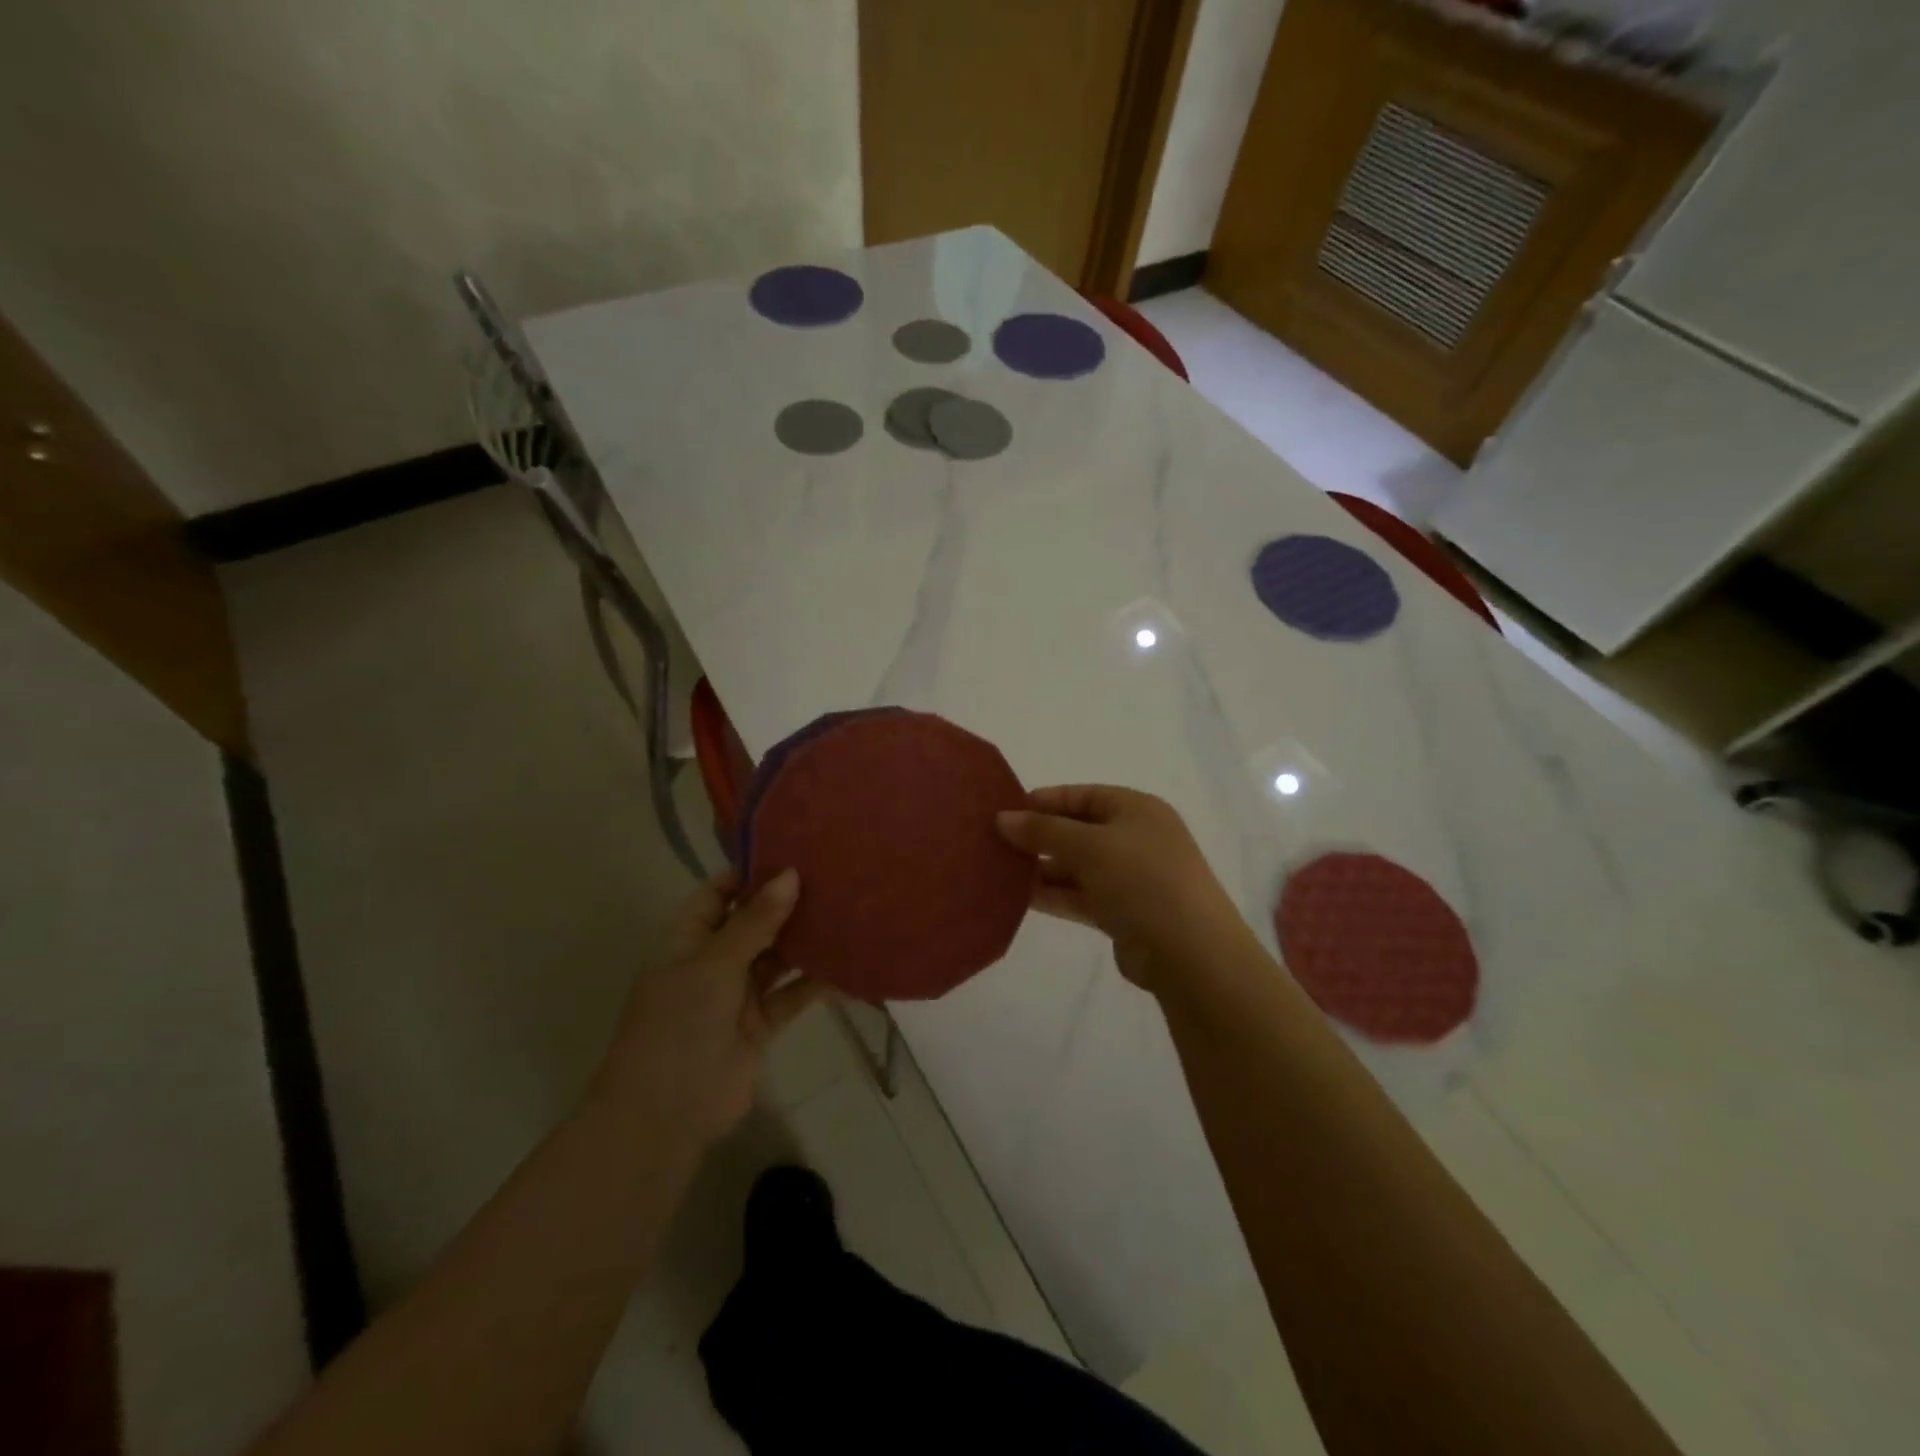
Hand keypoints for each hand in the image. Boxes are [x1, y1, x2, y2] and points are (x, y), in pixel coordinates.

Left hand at [593, 869, 822, 1144]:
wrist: (664, 1116)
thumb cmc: (678, 1025)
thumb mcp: (714, 964)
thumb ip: (755, 921)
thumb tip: (791, 874)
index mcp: (688, 939)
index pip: (720, 893)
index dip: (752, 873)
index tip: (796, 852)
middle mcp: (713, 961)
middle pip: (754, 922)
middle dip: (788, 903)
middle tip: (835, 875)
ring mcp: (737, 994)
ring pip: (777, 957)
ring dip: (806, 940)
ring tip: (848, 910)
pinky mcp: (760, 1025)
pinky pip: (792, 995)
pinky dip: (817, 982)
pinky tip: (849, 964)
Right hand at [997, 785, 1249, 993]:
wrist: (1190, 952)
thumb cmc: (1141, 880)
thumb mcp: (1088, 846)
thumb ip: (1043, 831)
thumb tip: (1002, 818)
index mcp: (1137, 810)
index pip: (1084, 796)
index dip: (1046, 801)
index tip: (1007, 810)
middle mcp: (1136, 838)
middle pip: (1079, 831)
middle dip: (1040, 838)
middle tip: (996, 844)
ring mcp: (1132, 878)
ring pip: (1078, 867)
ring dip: (1043, 869)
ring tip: (999, 872)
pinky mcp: (1124, 913)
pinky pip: (1082, 896)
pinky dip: (1056, 895)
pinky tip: (1020, 898)